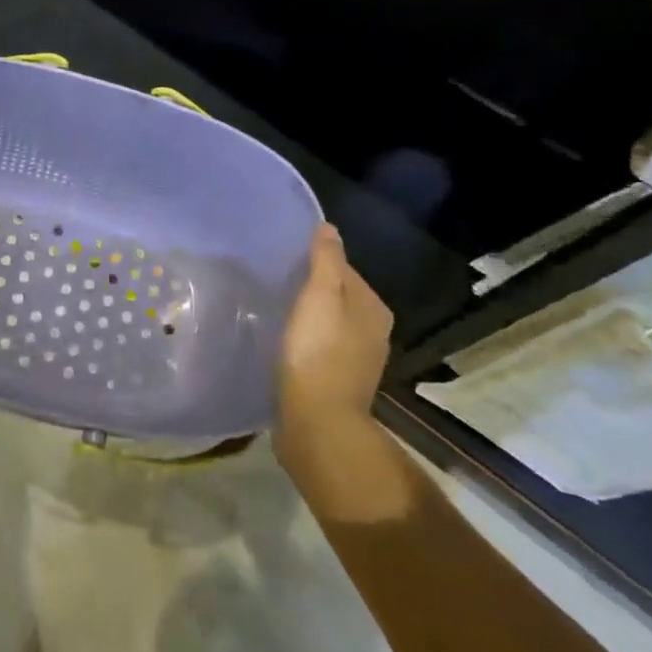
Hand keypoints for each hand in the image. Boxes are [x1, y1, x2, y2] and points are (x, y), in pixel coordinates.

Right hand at [277, 224, 394, 437]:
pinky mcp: (339, 383)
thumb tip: (329, 228)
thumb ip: (326, 260)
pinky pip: (321, 349)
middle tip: (277, 284)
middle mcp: (374, 333)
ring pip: (330, 325)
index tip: (286, 263)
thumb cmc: (318, 353)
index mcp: (374, 309)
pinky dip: (306, 342)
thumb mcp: (319, 296)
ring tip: (277, 312)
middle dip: (312, 290)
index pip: (345, 270)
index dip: (316, 262)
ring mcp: (358, 361)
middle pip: (339, 298)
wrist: (317, 424)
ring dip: (308, 318)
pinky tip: (285, 344)